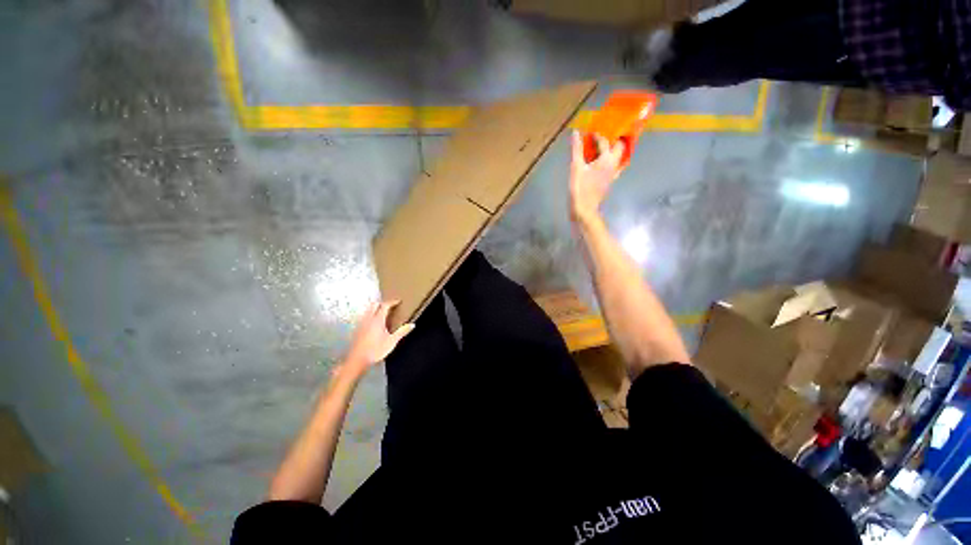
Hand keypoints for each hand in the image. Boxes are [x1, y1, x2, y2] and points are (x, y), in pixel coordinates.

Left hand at [345, 301, 414, 371]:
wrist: (357, 360)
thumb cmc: (376, 350)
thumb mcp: (392, 342)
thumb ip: (402, 332)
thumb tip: (412, 325)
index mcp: (378, 320)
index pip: (385, 305)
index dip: (392, 302)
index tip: (399, 301)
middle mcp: (368, 319)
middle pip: (374, 305)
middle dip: (383, 303)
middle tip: (390, 306)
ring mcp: (361, 323)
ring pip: (368, 310)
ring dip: (375, 308)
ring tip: (383, 312)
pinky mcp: (357, 329)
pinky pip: (364, 316)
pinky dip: (370, 314)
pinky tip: (373, 322)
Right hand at [570, 131, 624, 223]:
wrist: (585, 209)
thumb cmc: (580, 188)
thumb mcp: (576, 167)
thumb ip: (577, 149)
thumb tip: (576, 132)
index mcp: (607, 159)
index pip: (605, 141)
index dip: (597, 135)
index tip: (589, 132)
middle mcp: (614, 165)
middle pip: (618, 147)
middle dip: (611, 140)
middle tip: (599, 138)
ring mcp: (613, 174)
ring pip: (617, 157)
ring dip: (610, 151)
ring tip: (599, 149)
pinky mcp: (609, 182)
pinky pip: (612, 167)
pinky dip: (607, 161)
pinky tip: (598, 164)